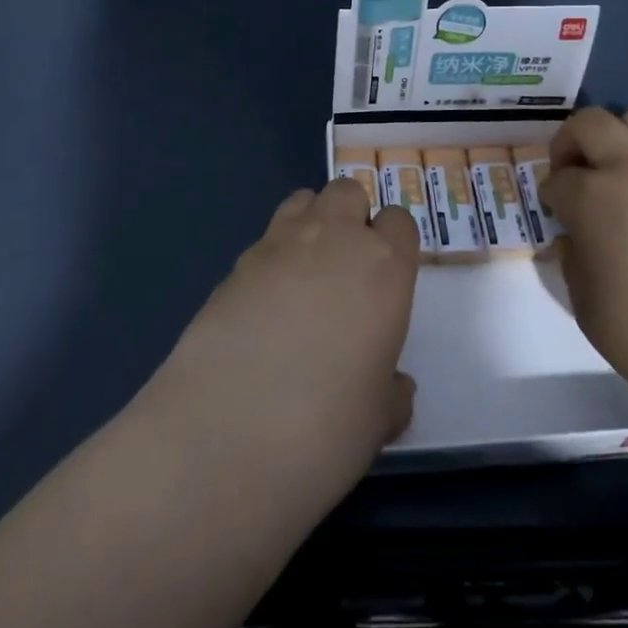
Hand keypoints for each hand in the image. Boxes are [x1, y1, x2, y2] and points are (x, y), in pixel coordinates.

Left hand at [148, 179, 420, 502]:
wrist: (227, 436)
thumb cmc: (327, 427)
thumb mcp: (378, 419)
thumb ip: (390, 391)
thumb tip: (392, 387)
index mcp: (384, 266)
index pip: (400, 221)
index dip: (394, 244)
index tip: (387, 279)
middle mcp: (334, 239)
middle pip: (348, 192)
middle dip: (351, 218)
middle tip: (346, 271)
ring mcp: (278, 244)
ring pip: (303, 200)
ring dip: (311, 223)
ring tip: (304, 276)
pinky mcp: (234, 264)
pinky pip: (264, 241)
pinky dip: (271, 259)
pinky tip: (263, 308)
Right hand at [544, 107, 627, 437]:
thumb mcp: (588, 309)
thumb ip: (573, 261)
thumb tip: (575, 238)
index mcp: (595, 197)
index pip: (558, 178)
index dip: (551, 195)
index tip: (558, 215)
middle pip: (591, 123)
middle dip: (573, 143)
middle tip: (579, 174)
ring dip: (626, 140)